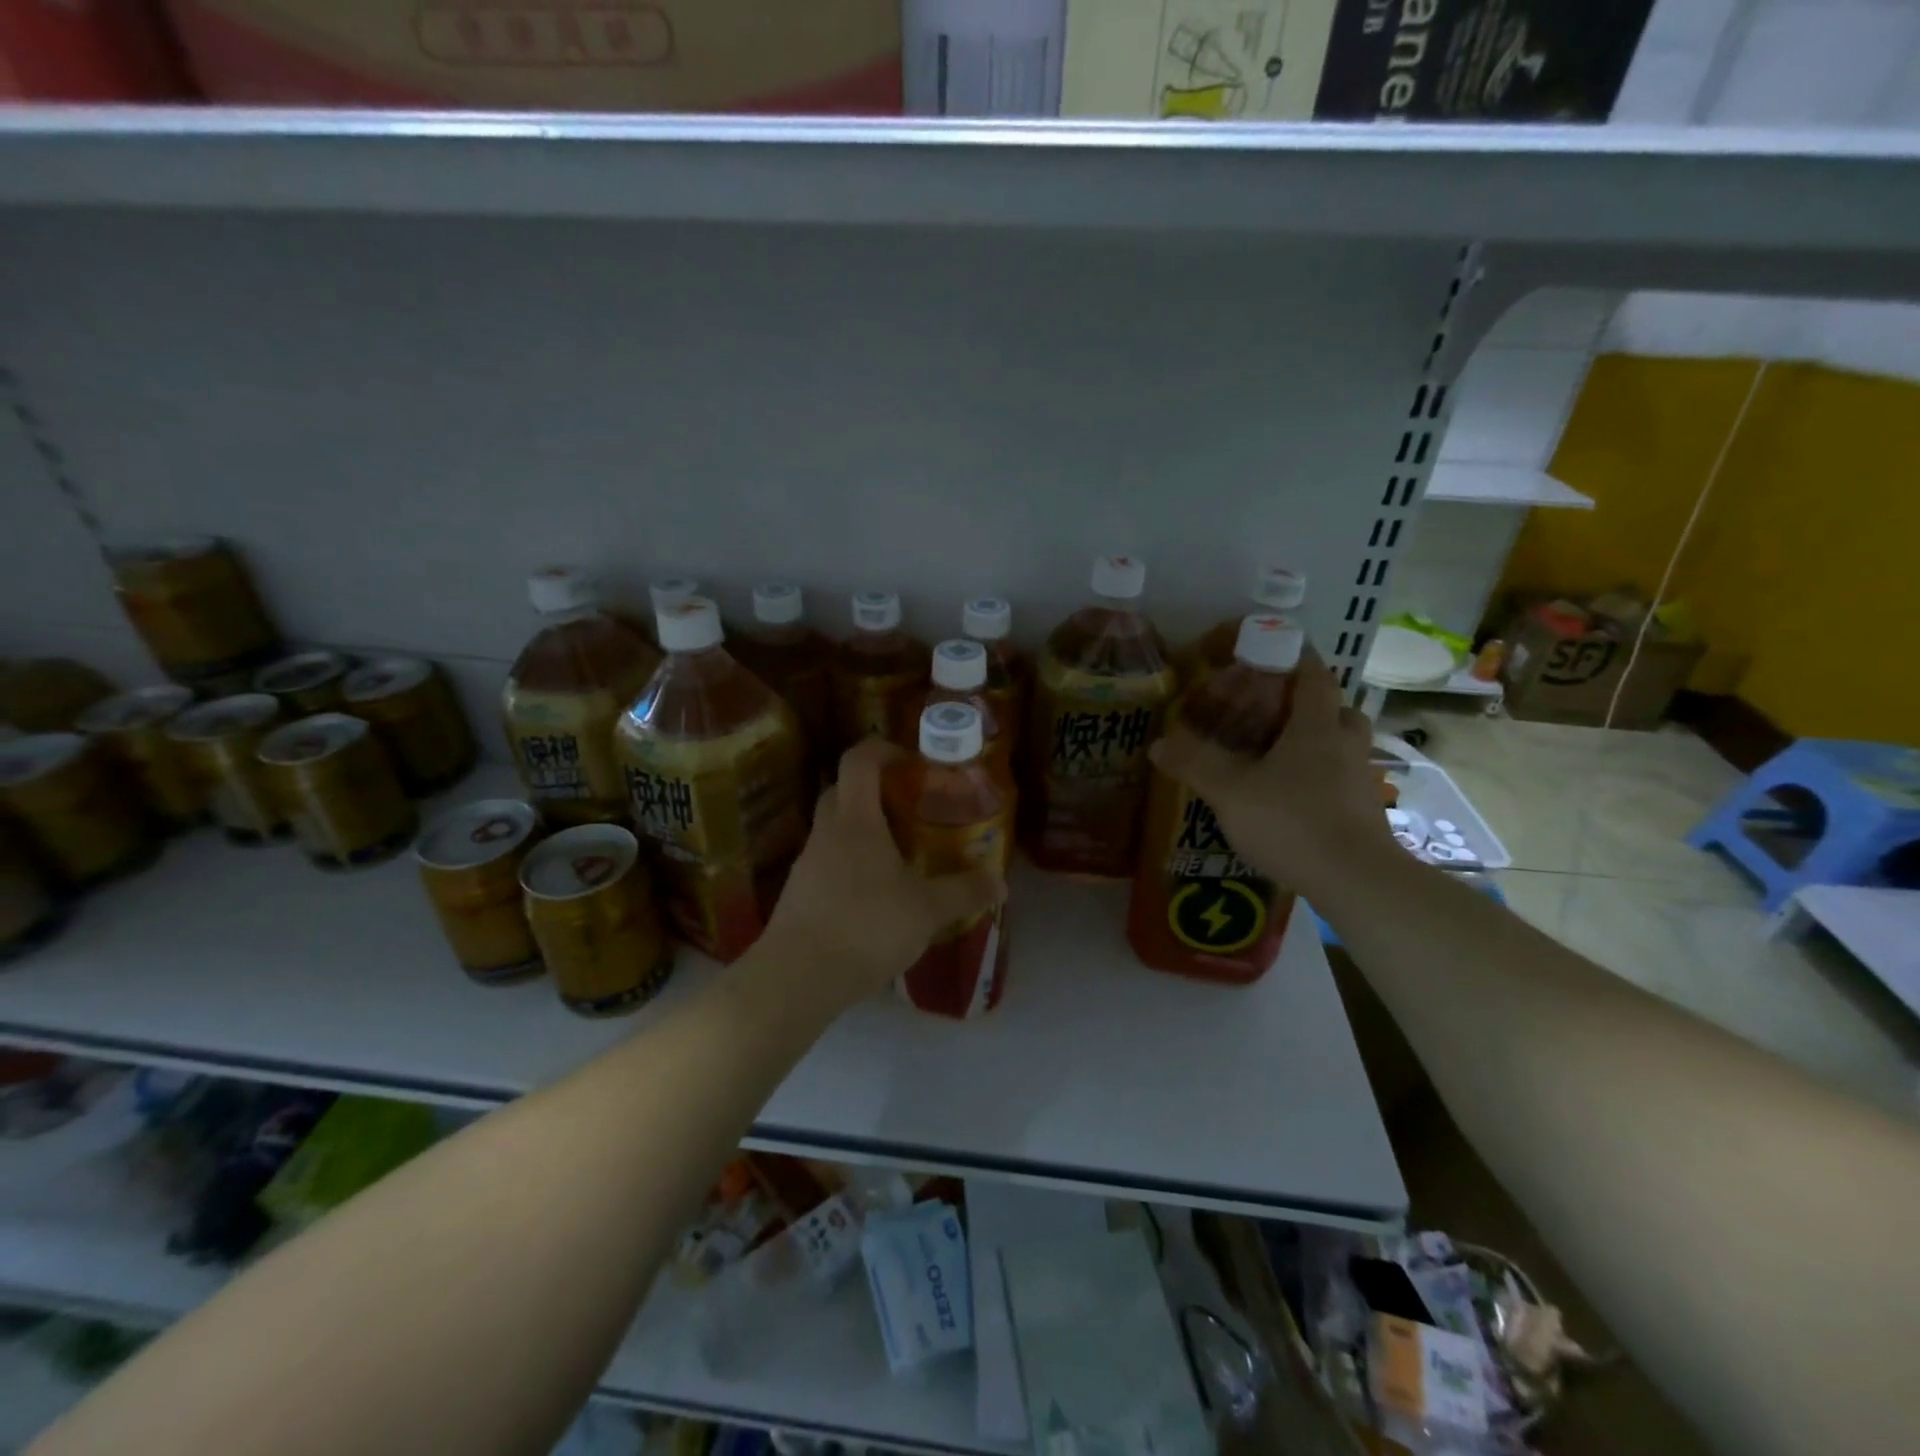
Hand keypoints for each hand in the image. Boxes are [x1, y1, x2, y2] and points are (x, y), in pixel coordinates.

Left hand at [760, 738, 1004, 1012]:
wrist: (796, 978)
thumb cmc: (865, 927)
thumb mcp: (927, 910)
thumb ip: (965, 892)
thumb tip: (1000, 882)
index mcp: (855, 820)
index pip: (859, 760)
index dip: (884, 749)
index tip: (912, 762)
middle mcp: (826, 832)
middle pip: (843, 790)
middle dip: (875, 790)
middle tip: (910, 809)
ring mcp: (807, 864)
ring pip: (834, 829)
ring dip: (863, 831)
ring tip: (899, 857)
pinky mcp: (799, 895)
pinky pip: (828, 863)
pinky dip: (851, 865)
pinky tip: (875, 897)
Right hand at [1147, 656, 1394, 899]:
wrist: (1355, 880)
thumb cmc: (1292, 821)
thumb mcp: (1230, 791)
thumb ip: (1194, 764)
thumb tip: (1157, 743)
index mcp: (1316, 725)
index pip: (1312, 673)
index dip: (1293, 657)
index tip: (1268, 653)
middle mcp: (1346, 743)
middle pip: (1335, 707)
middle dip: (1307, 704)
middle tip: (1272, 713)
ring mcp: (1361, 778)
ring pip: (1342, 744)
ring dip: (1317, 741)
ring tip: (1280, 756)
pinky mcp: (1365, 810)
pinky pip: (1342, 778)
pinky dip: (1321, 777)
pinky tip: (1293, 797)